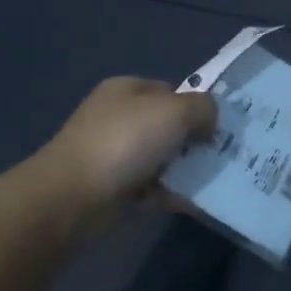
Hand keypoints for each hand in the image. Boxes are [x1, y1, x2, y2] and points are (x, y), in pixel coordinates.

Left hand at [38, 77, 216, 212]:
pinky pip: (149, 186)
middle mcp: (116, 116)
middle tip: (218, 154)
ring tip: (208, 179)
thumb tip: (209, 122)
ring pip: (159, 157)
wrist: (72, 196)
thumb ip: (203, 107)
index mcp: (126, 89)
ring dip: (182, 168)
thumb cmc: (125, 141)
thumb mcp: (175, 111)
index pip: (171, 90)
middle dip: (192, 139)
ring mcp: (110, 153)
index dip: (195, 105)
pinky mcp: (109, 187)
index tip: (217, 126)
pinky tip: (188, 201)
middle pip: (166, 125)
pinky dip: (168, 193)